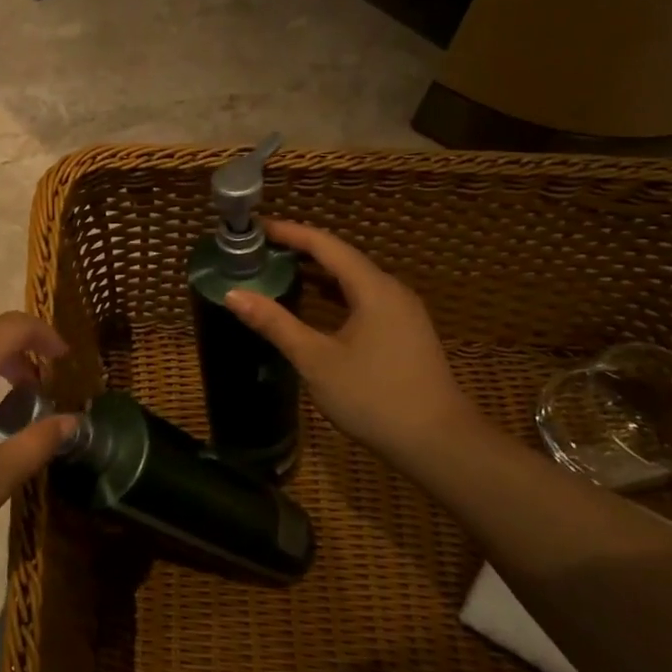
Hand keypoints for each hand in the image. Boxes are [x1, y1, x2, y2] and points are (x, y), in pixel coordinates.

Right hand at [225, 220, 483, 468]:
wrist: (438, 443)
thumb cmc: (373, 396)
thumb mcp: (316, 360)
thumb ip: (275, 324)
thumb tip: (233, 295)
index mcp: (372, 288)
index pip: (326, 244)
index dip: (290, 232)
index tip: (256, 228)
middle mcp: (391, 290)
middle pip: (341, 257)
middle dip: (301, 250)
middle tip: (261, 250)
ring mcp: (402, 312)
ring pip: (354, 279)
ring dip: (318, 273)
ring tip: (279, 271)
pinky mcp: (405, 333)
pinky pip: (363, 299)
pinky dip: (334, 294)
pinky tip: (314, 306)